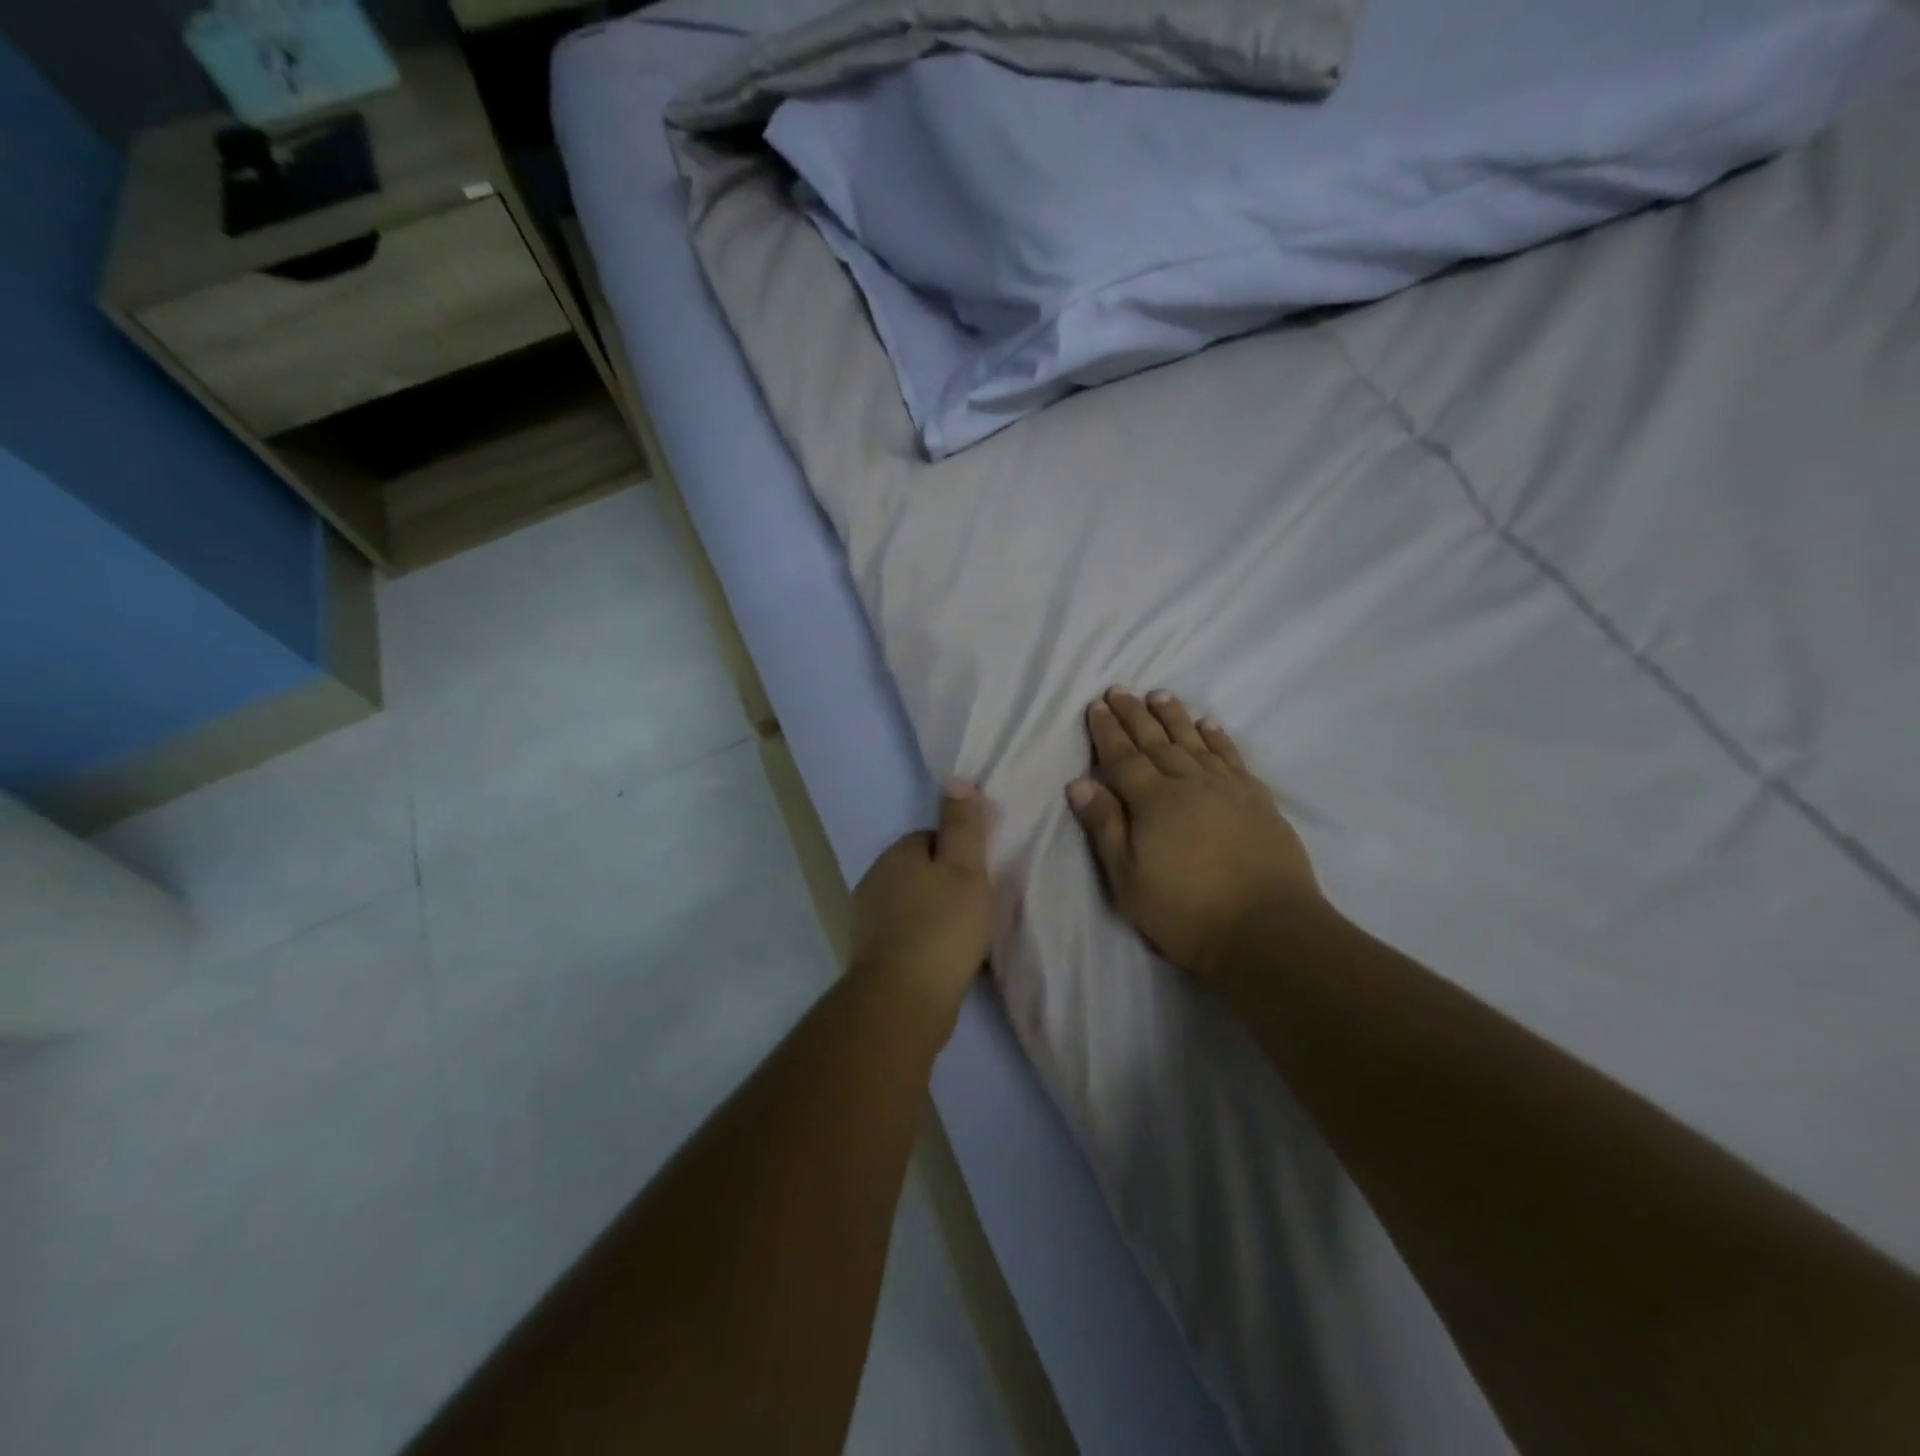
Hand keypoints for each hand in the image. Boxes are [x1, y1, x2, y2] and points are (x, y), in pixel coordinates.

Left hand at [849, 784, 993, 1019]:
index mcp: (896, 854)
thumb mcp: (964, 868)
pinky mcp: (872, 955)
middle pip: (921, 872)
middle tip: (979, 909)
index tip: (981, 878)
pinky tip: (948, 962)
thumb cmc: (942, 927)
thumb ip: (962, 824)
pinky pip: (907, 937)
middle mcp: (875, 880)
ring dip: (938, 917)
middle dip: (948, 887)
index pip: (932, 839)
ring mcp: (868, 920)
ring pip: (914, 906)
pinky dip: (927, 944)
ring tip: (968, 940)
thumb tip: (955, 780)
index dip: (960, 855)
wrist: (903, 999)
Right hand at [1067, 689, 1325, 980]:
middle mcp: (1189, 783)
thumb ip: (1106, 826)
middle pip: (1156, 741)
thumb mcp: (1129, 878)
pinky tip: (1209, 725)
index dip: (1107, 731)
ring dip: (1174, 717)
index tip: (1096, 705)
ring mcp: (1227, 788)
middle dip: (1135, 715)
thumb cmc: (1186, 910)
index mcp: (1154, 801)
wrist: (1267, 929)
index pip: (1123, 757)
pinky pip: (1232, 757)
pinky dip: (1218, 738)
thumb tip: (1080, 783)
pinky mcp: (1257, 800)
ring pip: (1194, 741)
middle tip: (1120, 690)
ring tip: (1160, 695)